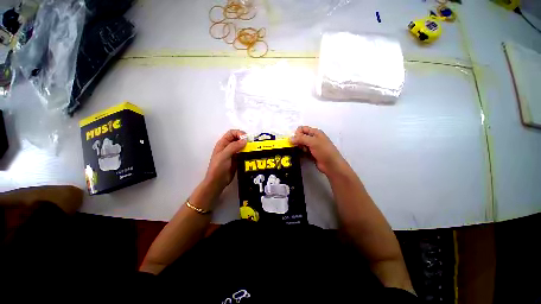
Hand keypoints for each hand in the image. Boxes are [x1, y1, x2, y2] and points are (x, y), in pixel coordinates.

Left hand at [204, 129, 246, 191]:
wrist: (218, 182)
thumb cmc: (218, 168)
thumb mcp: (224, 155)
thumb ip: (234, 146)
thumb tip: (245, 140)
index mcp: (223, 143)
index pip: (232, 133)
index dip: (239, 133)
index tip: (246, 139)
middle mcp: (228, 147)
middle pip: (238, 138)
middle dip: (245, 139)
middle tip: (252, 144)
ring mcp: (233, 153)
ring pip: (241, 146)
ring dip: (247, 146)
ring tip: (254, 149)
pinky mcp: (237, 159)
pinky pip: (243, 153)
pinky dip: (248, 153)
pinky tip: (252, 155)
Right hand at [290, 126, 346, 175]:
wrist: (331, 165)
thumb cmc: (324, 151)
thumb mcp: (313, 142)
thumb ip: (301, 139)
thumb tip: (290, 138)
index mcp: (315, 132)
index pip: (302, 129)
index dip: (298, 133)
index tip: (296, 140)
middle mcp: (313, 138)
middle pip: (301, 136)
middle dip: (298, 141)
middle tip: (300, 147)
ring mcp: (312, 146)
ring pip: (301, 144)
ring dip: (299, 147)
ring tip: (303, 151)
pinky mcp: (311, 153)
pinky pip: (303, 151)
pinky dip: (301, 152)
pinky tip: (302, 155)